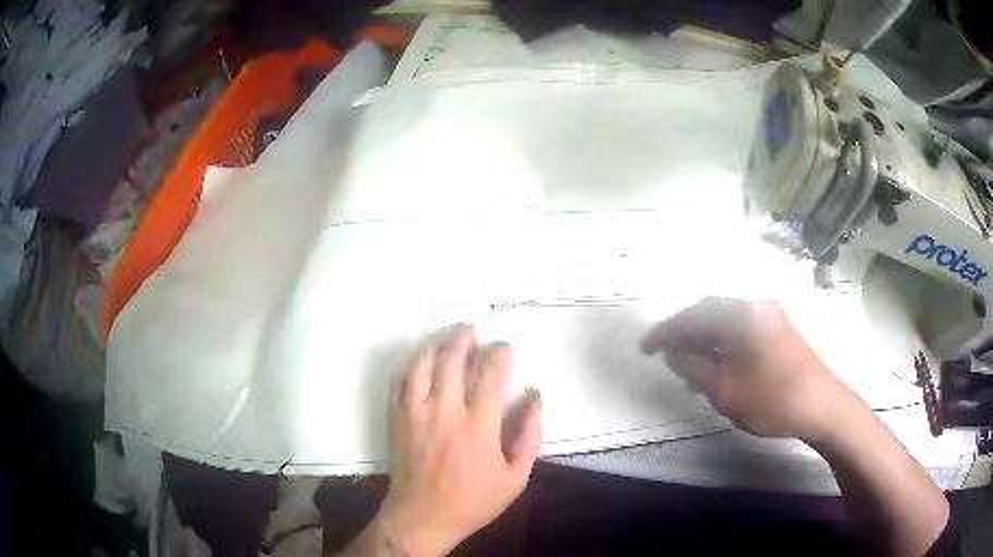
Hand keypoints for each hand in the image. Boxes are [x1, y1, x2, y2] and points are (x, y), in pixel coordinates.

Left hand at [372, 326, 541, 556]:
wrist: (422, 516)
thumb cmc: (473, 500)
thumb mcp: (515, 477)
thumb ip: (529, 435)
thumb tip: (535, 397)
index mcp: (478, 424)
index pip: (491, 372)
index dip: (499, 353)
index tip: (504, 348)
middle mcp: (444, 410)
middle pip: (451, 358)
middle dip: (464, 338)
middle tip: (472, 331)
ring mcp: (414, 412)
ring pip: (421, 363)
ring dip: (435, 345)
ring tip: (446, 340)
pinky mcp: (395, 417)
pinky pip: (399, 380)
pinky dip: (411, 366)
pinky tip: (420, 364)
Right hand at [641, 297, 857, 441]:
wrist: (822, 405)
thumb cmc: (771, 398)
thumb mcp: (725, 390)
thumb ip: (694, 368)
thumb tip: (674, 353)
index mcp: (740, 315)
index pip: (692, 317)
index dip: (665, 332)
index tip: (644, 347)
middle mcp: (754, 306)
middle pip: (709, 312)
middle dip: (685, 331)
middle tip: (666, 354)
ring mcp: (770, 316)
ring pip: (726, 320)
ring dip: (704, 337)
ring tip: (688, 363)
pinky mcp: (778, 329)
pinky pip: (741, 328)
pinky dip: (723, 342)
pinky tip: (717, 363)